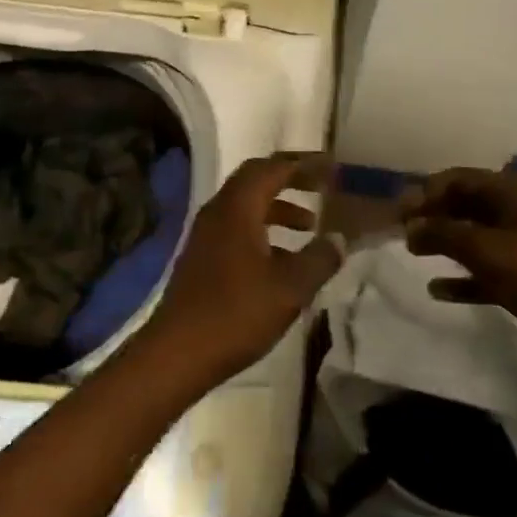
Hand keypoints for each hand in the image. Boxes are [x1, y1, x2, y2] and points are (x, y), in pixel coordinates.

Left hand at [138, 153, 341, 393]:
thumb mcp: (289, 288)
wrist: (177, 352)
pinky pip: (238, 227)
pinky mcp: (203, 256)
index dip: (304, 164)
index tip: (332, 166)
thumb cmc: (235, 313)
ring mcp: (206, 234)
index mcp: (237, 208)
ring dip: (279, 207)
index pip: (272, 168)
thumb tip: (339, 238)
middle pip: (256, 180)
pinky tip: (283, 259)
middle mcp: (218, 211)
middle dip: (290, 178)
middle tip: (322, 184)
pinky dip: (264, 230)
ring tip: (311, 225)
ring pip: (247, 206)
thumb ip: (318, 259)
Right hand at [404, 167, 516, 381]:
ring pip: (475, 236)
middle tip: (403, 230)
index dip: (427, 191)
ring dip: (445, 242)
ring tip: (414, 252)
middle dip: (434, 215)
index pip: (460, 179)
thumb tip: (411, 226)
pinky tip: (437, 289)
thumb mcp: (486, 250)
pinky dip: (463, 276)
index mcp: (514, 194)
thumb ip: (443, 233)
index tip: (401, 211)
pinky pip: (487, 269)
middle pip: (467, 205)